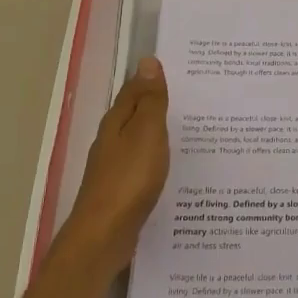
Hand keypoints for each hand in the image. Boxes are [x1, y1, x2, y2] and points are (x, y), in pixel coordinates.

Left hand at [63, 57, 169, 279]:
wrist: (104, 236)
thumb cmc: (129, 179)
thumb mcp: (146, 133)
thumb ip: (150, 100)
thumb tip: (148, 61)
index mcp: (117, 122)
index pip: (135, 90)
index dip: (154, 80)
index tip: (182, 71)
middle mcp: (111, 140)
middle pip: (136, 114)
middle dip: (158, 105)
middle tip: (194, 98)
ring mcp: (113, 167)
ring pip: (139, 140)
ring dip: (159, 133)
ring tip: (190, 130)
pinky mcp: (120, 191)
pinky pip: (142, 164)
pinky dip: (157, 158)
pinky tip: (172, 167)